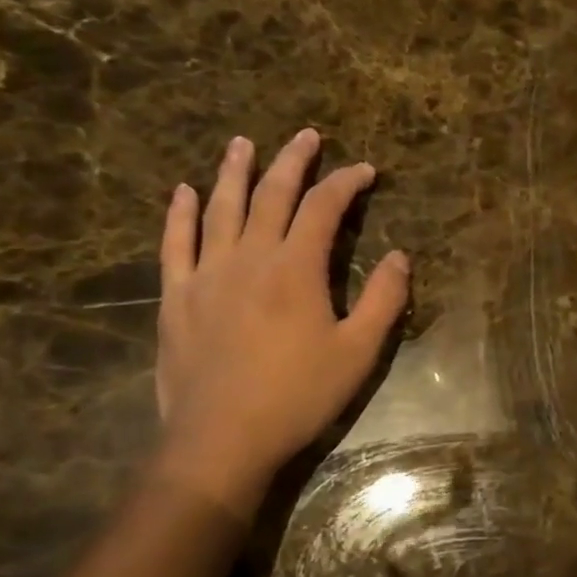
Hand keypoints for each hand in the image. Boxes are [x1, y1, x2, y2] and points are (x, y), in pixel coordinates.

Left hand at [154, 130, 408, 519]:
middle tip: (307, 136)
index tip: (366, 171)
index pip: (323, 208)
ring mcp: (206, 274)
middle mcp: (249, 257)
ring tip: (243, 143)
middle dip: (293, 161)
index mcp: (296, 268)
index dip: (346, 183)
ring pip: (220, 208)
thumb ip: (384, 300)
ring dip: (234, 172)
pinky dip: (179, 214)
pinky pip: (175, 244)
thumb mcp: (358, 352)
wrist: (221, 439)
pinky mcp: (176, 297)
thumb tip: (400, 256)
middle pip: (272, 194)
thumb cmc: (298, 396)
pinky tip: (181, 192)